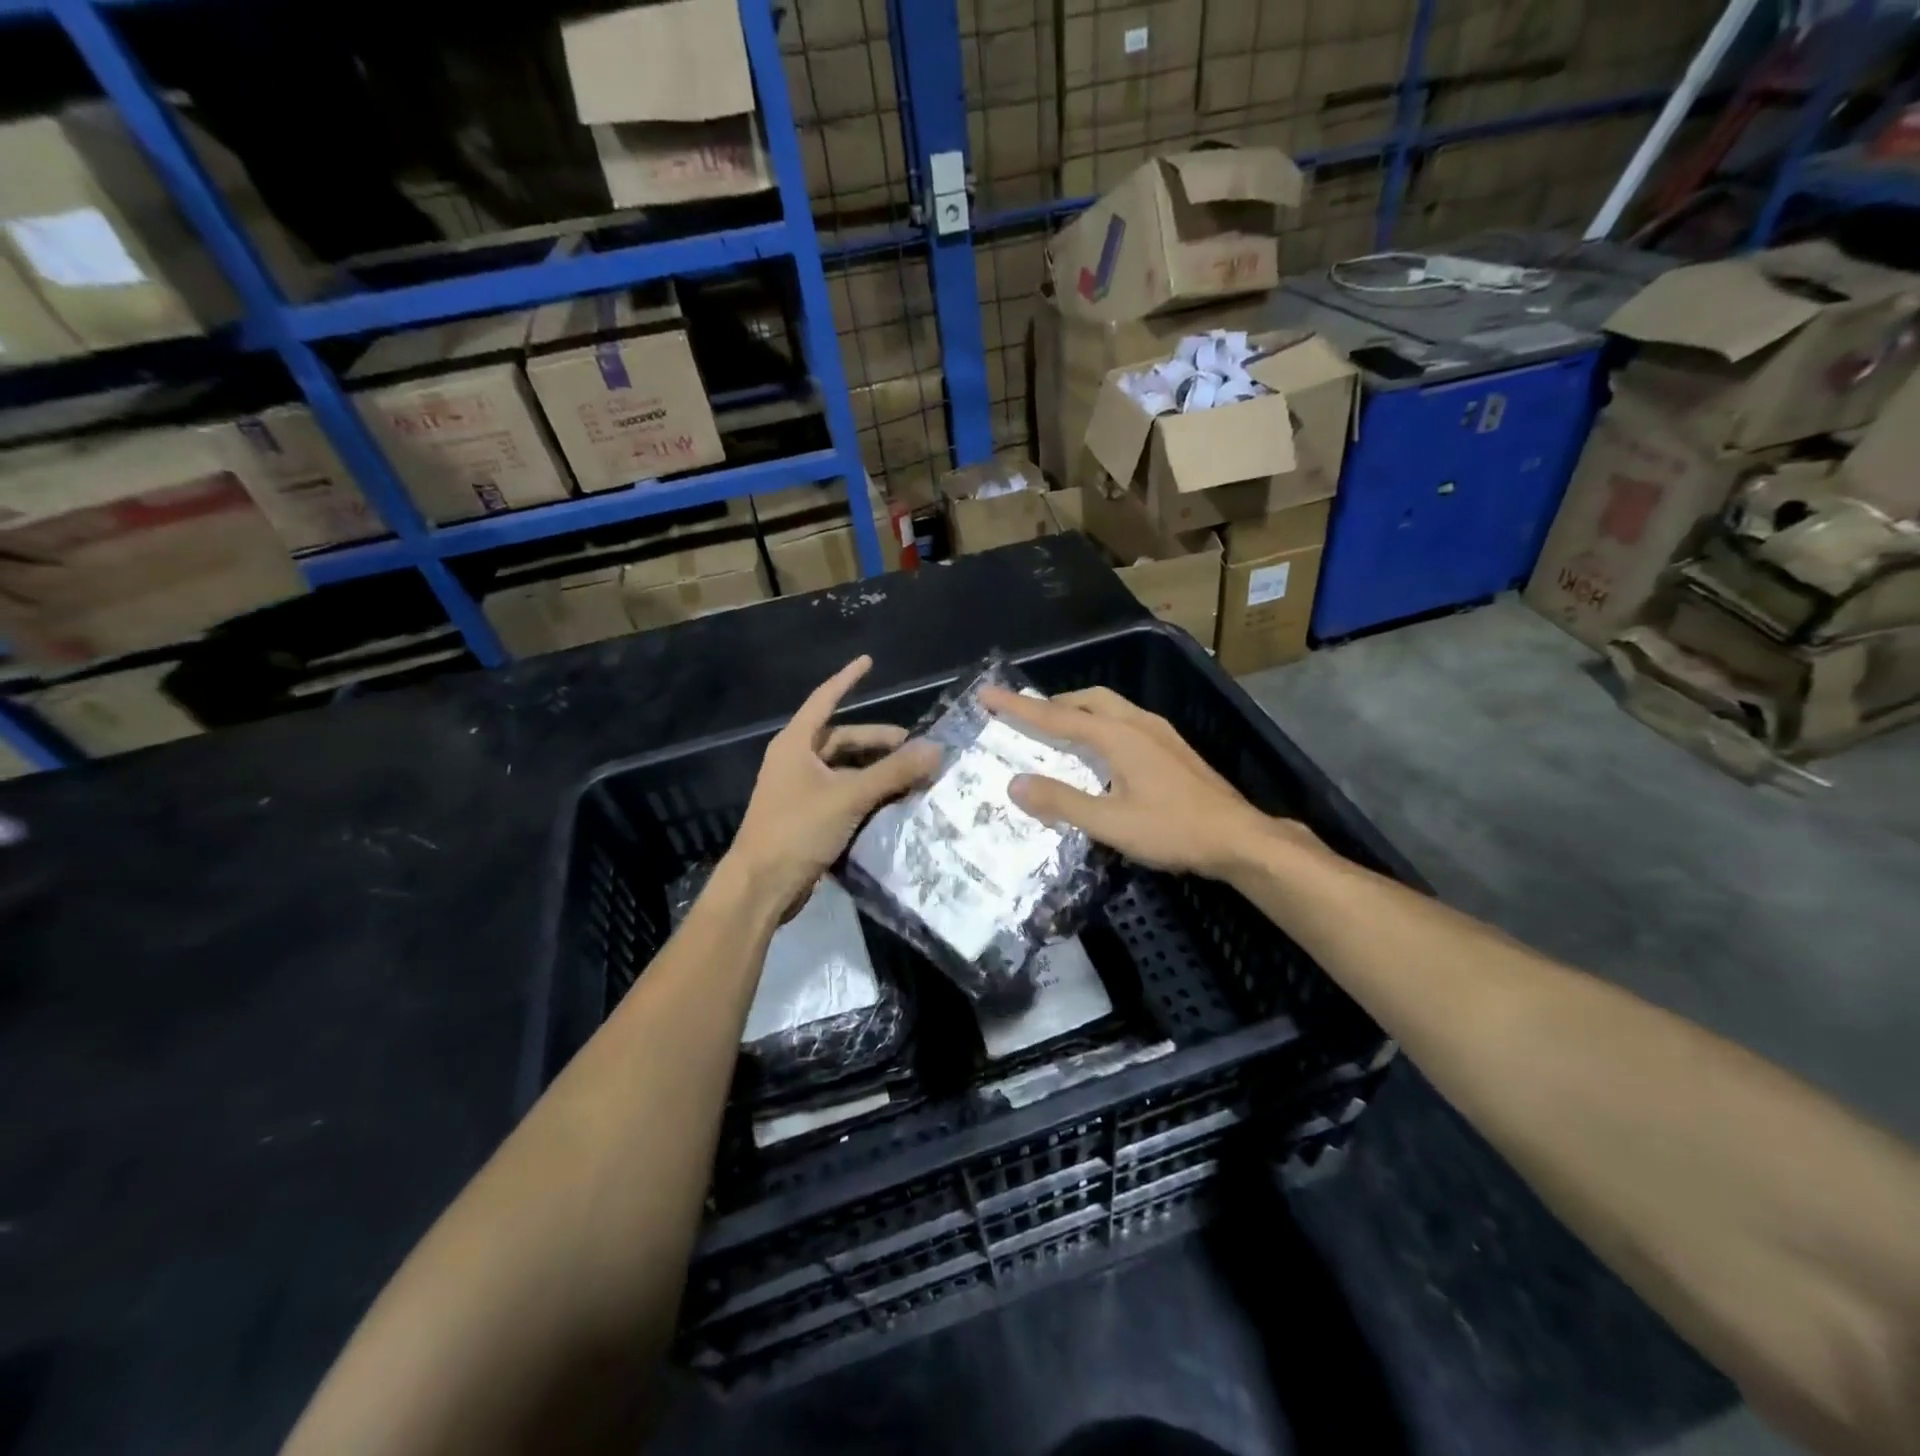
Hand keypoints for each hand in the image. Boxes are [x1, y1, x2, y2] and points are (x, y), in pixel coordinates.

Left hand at [725, 656, 939, 910]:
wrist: (761, 886)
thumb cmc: (798, 829)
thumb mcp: (849, 796)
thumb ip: (893, 772)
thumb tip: (936, 750)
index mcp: (796, 744)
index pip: (825, 699)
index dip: (847, 679)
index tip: (869, 662)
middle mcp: (796, 761)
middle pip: (841, 739)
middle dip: (877, 741)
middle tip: (914, 748)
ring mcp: (799, 791)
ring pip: (844, 770)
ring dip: (875, 770)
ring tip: (910, 776)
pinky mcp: (807, 817)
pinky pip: (842, 794)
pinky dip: (866, 793)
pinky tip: (891, 802)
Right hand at [979, 685, 1301, 877]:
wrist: (1238, 837)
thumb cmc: (1173, 830)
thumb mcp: (1110, 823)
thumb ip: (1062, 802)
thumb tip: (1015, 784)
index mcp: (1118, 736)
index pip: (1057, 716)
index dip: (1018, 707)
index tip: (987, 694)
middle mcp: (1138, 724)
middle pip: (1087, 699)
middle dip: (1052, 703)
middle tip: (1026, 715)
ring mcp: (1160, 733)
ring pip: (1110, 707)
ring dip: (1078, 710)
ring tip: (1058, 728)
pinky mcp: (1173, 748)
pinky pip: (1125, 721)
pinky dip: (1100, 723)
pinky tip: (1102, 750)